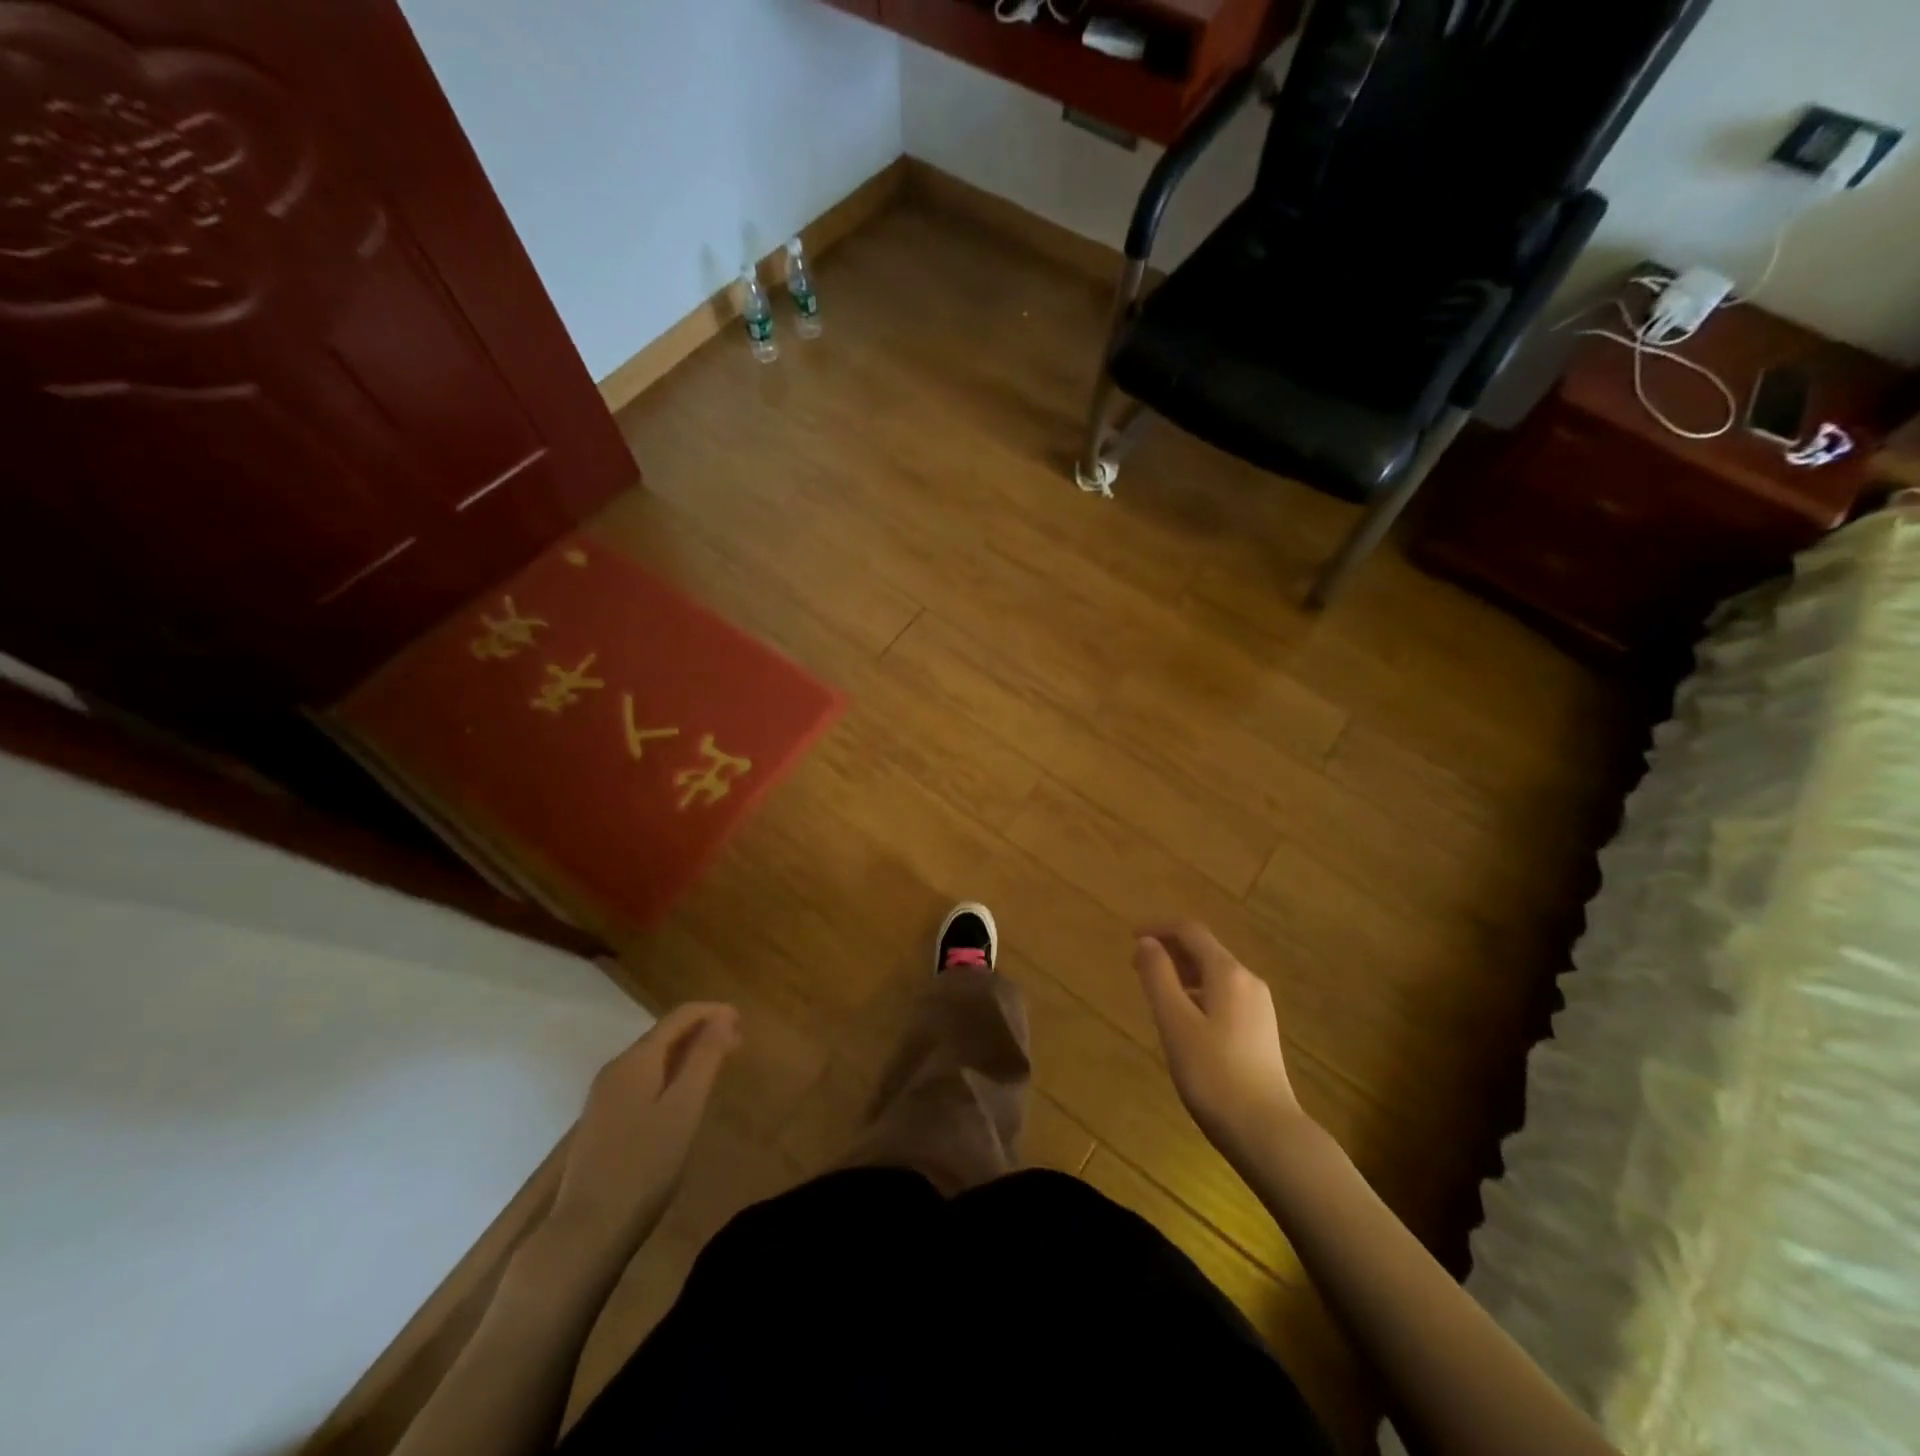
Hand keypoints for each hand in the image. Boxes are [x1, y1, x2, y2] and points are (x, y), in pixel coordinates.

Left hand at [548, 1002, 740, 1262]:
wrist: (585, 1232)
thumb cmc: (643, 1166)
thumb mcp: (684, 1108)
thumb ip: (704, 1058)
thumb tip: (724, 1017)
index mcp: (636, 1060)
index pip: (679, 1017)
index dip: (713, 1012)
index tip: (744, 1021)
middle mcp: (616, 1069)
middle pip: (664, 1035)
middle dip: (702, 1032)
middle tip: (738, 1045)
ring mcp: (605, 1096)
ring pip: (653, 1058)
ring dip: (687, 1054)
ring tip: (717, 1066)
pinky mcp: (603, 1121)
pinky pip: (643, 1080)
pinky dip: (670, 1074)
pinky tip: (683, 1096)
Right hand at [1135, 923, 1304, 1160]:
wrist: (1266, 1132)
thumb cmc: (1213, 1074)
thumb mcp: (1175, 1022)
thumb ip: (1158, 977)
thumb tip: (1146, 942)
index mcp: (1228, 973)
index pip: (1190, 931)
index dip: (1158, 928)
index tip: (1129, 938)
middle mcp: (1248, 981)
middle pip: (1204, 950)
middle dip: (1169, 951)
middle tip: (1136, 968)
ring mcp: (1258, 1007)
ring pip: (1214, 974)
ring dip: (1181, 973)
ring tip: (1154, 993)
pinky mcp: (1260, 1030)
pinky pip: (1223, 995)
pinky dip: (1197, 993)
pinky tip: (1183, 1020)